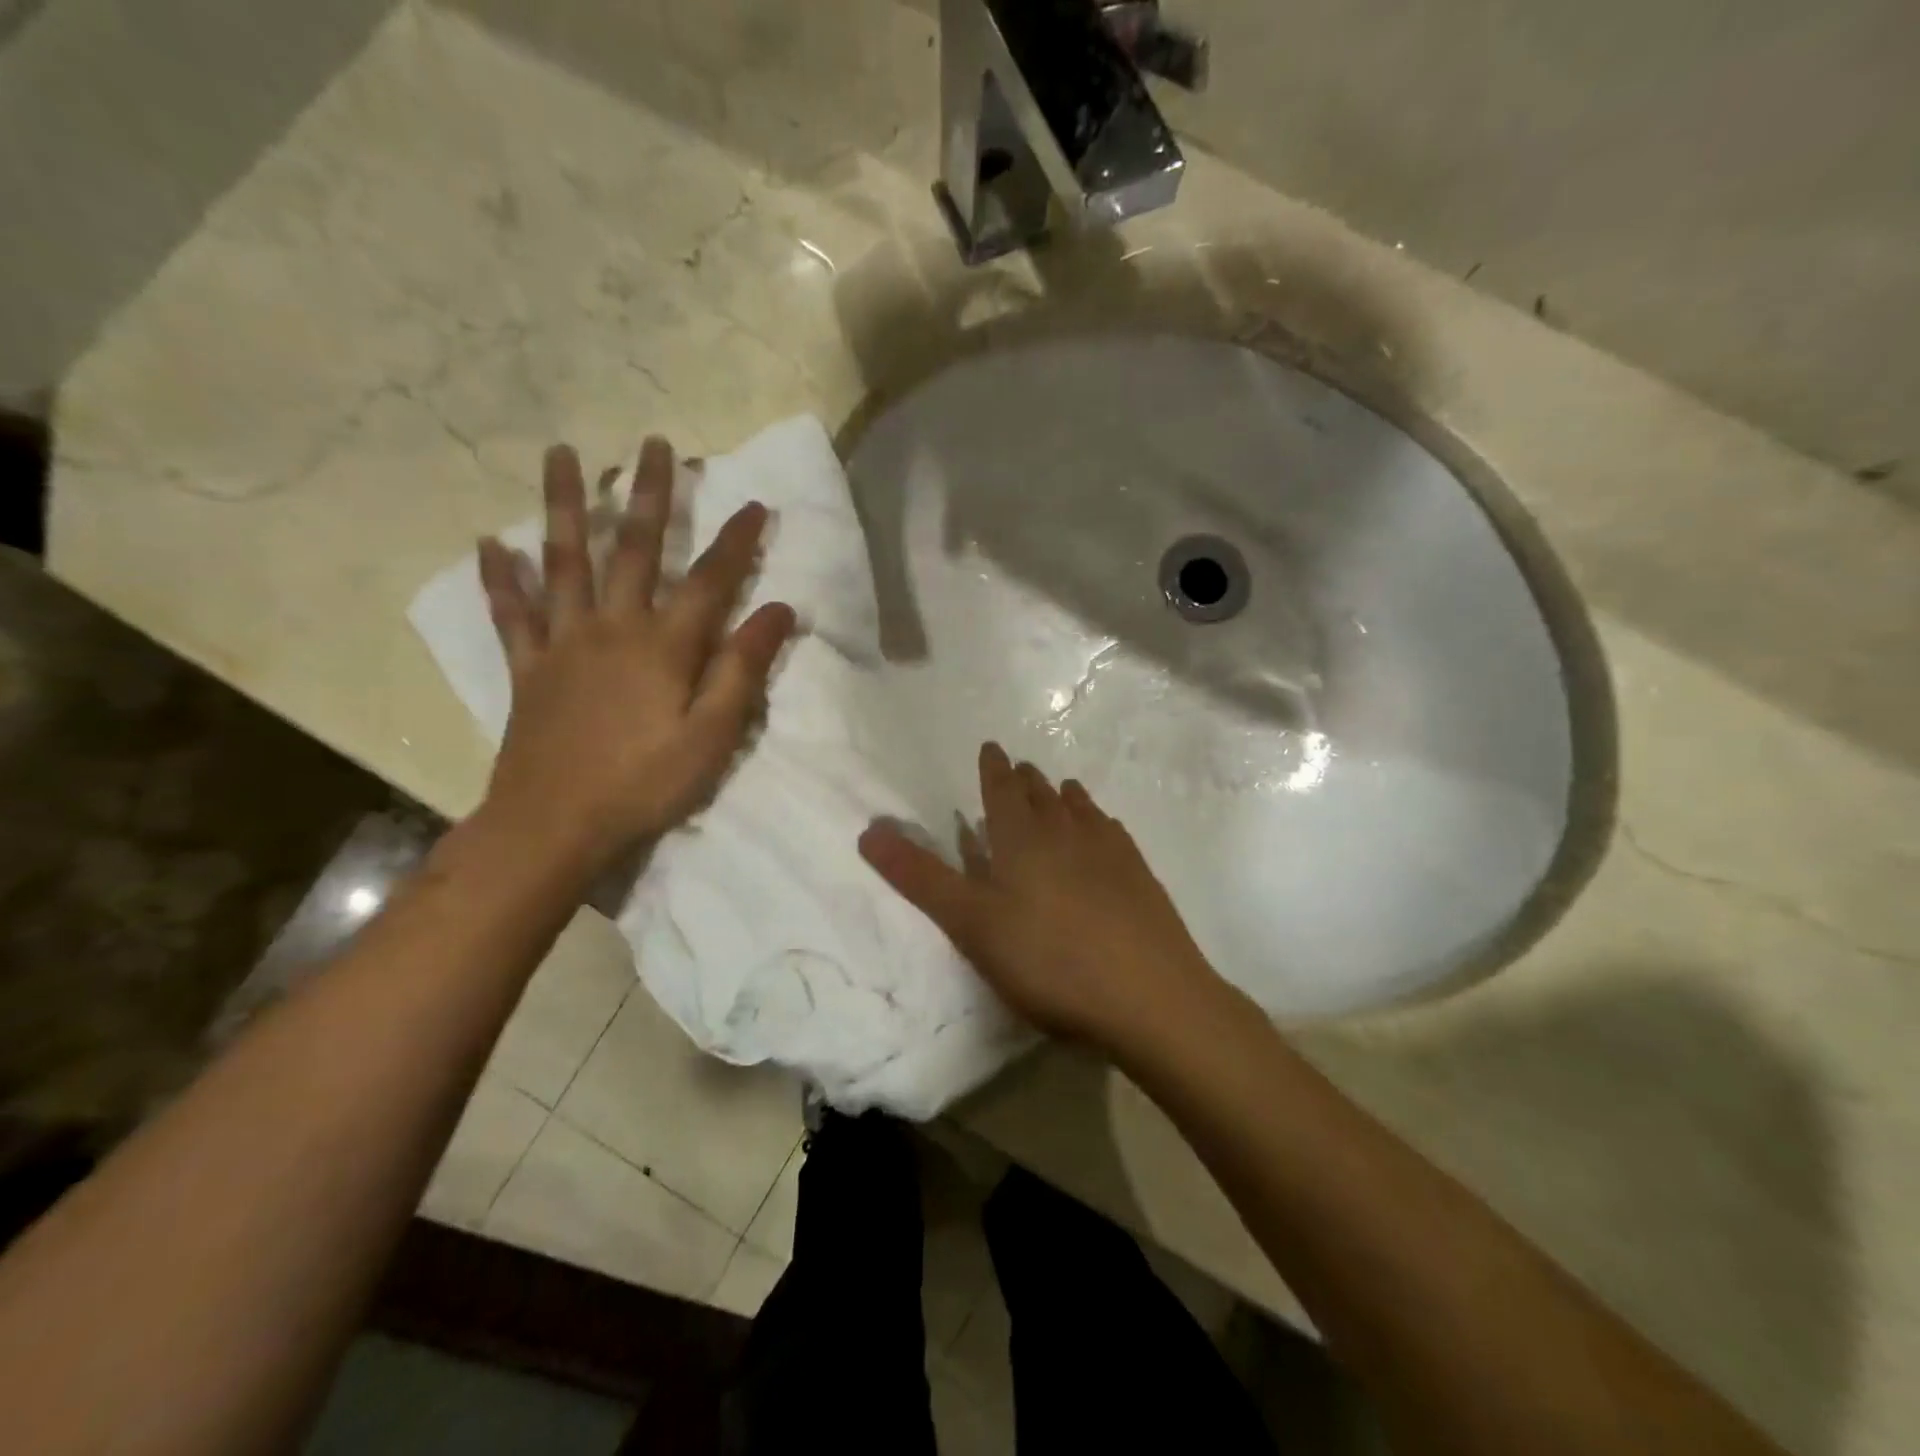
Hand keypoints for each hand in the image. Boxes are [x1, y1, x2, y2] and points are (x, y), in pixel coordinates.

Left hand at [477, 436, 793, 869]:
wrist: (554, 824)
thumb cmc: (645, 784)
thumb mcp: (712, 735)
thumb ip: (743, 669)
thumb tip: (778, 610)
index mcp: (664, 646)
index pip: (709, 580)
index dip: (736, 542)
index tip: (756, 504)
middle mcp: (613, 628)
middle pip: (632, 549)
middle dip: (648, 494)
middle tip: (653, 444)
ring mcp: (563, 643)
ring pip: (563, 561)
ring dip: (564, 505)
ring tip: (561, 454)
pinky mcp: (528, 668)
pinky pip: (512, 613)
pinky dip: (500, 578)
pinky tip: (490, 544)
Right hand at [858, 743, 1225, 1056]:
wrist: (1150, 996)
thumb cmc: (1049, 961)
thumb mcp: (971, 924)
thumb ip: (920, 878)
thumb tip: (869, 830)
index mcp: (1022, 839)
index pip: (1002, 789)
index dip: (993, 768)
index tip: (992, 748)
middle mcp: (1066, 832)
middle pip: (1042, 794)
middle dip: (1025, 779)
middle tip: (1019, 768)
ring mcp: (1109, 851)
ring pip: (1080, 809)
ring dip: (1063, 795)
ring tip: (1059, 789)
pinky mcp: (1140, 875)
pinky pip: (1112, 832)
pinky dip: (1098, 821)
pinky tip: (1104, 830)